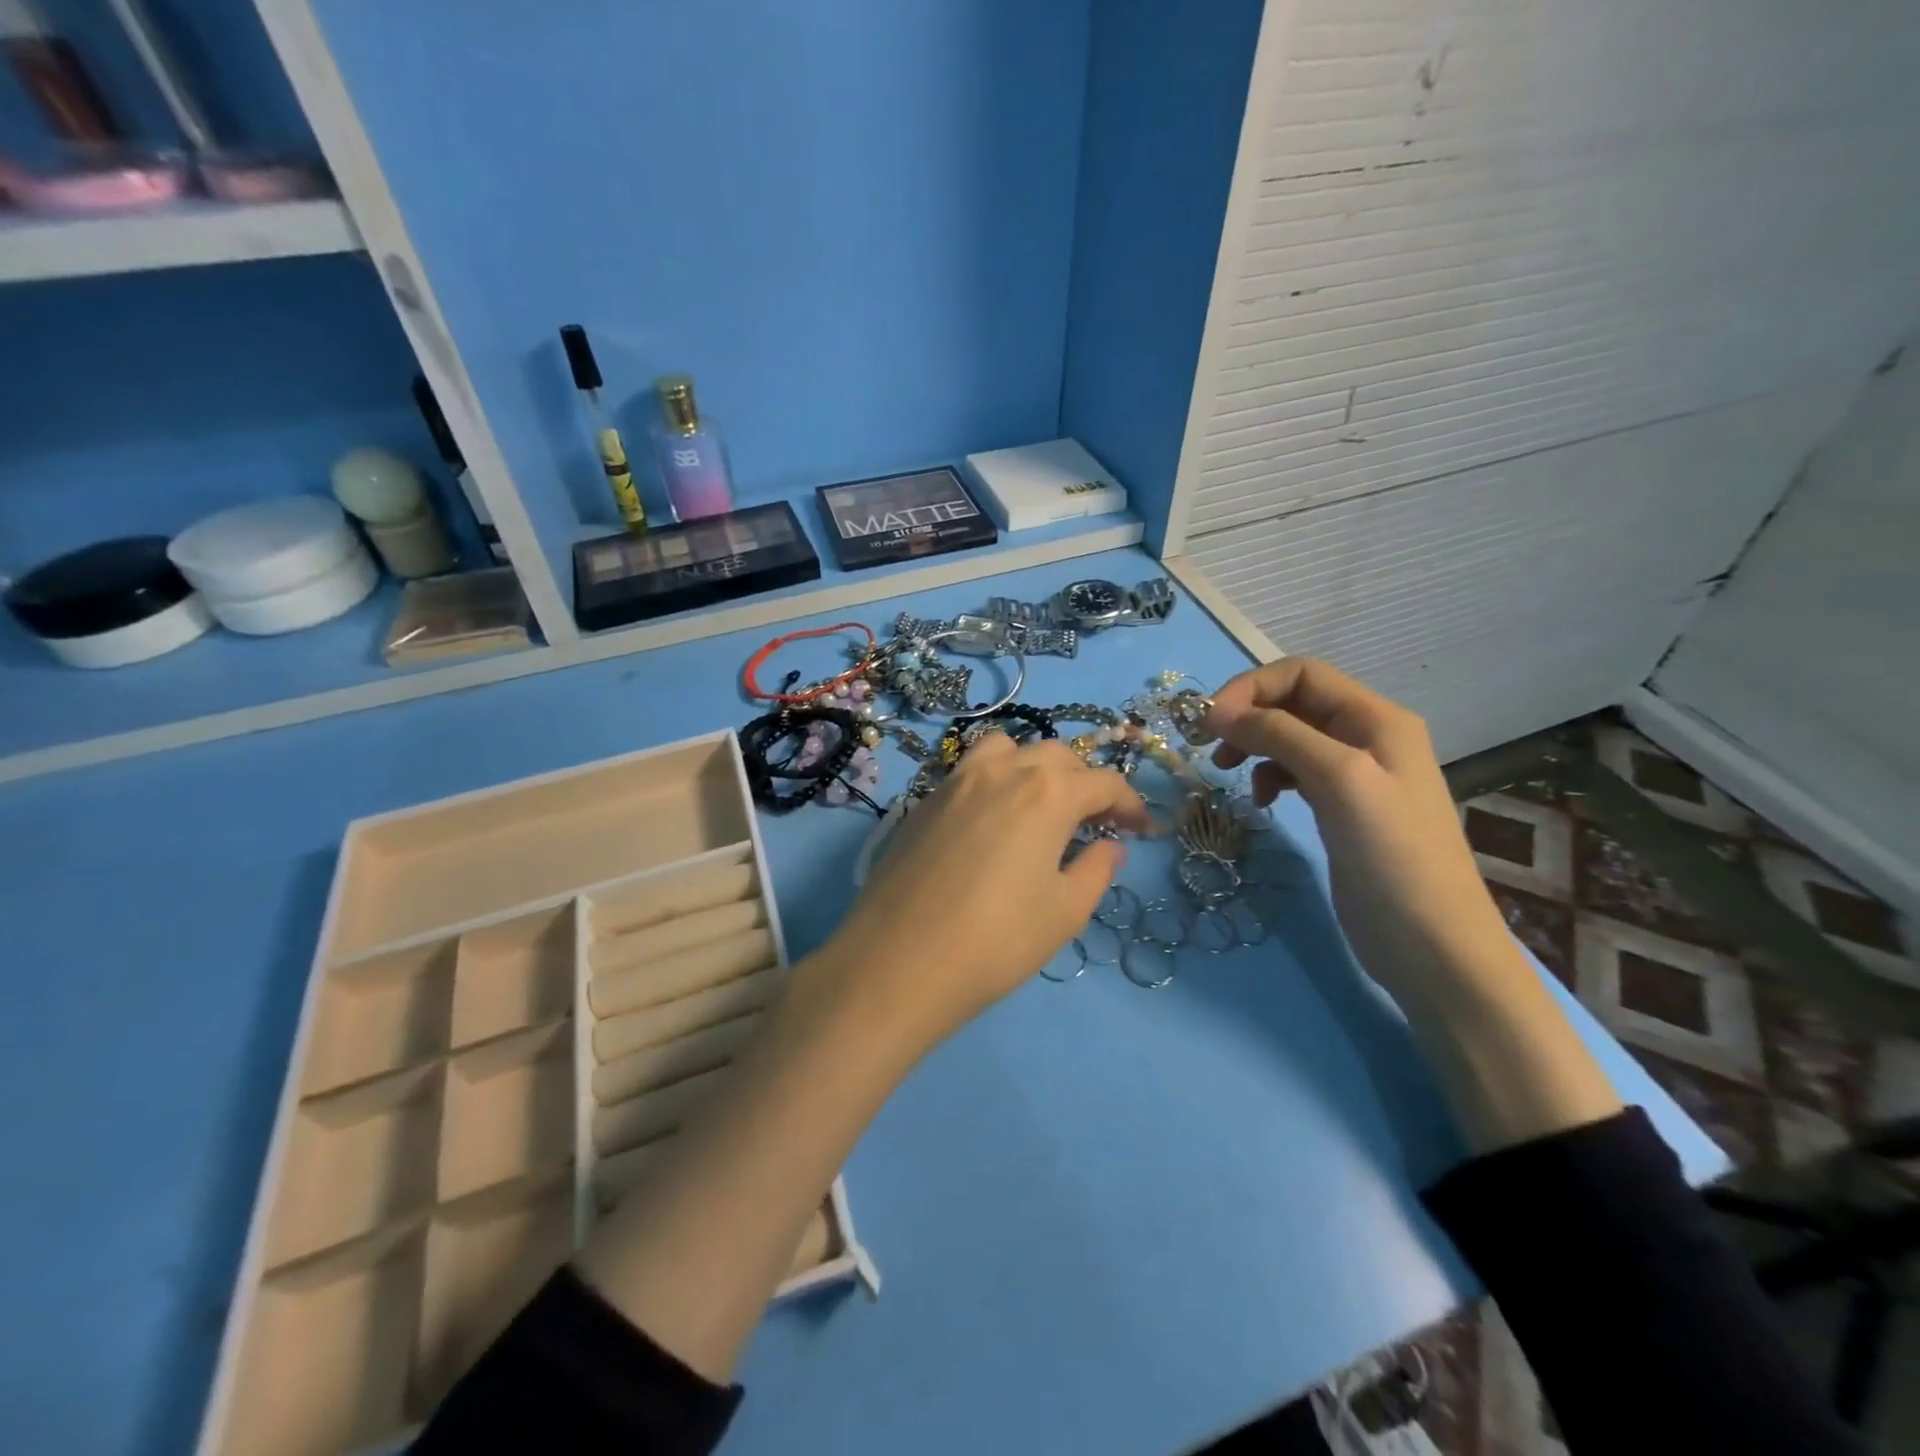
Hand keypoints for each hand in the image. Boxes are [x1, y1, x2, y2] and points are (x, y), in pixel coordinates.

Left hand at [807, 734, 1149, 1055]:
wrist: (898, 962)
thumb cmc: (996, 941)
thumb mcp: (1064, 912)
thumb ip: (1095, 869)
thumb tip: (1108, 845)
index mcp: (1047, 792)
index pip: (1103, 782)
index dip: (1130, 804)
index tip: (1141, 830)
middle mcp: (1003, 771)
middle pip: (1057, 756)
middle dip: (1085, 782)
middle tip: (1094, 822)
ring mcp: (956, 780)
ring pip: (1008, 750)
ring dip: (1035, 767)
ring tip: (1040, 807)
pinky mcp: (925, 800)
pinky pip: (970, 770)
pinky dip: (995, 779)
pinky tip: (993, 821)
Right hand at [1204, 658, 1512, 1012]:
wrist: (1433, 947)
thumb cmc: (1391, 857)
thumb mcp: (1338, 781)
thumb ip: (1280, 735)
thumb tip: (1217, 711)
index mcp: (1375, 719)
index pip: (1302, 673)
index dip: (1251, 688)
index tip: (1210, 722)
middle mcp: (1366, 737)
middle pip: (1293, 702)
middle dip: (1247, 716)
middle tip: (1210, 749)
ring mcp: (1355, 775)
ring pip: (1289, 737)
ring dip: (1254, 746)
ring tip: (1227, 772)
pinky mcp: (1342, 809)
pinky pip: (1295, 772)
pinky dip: (1269, 777)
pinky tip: (1262, 802)